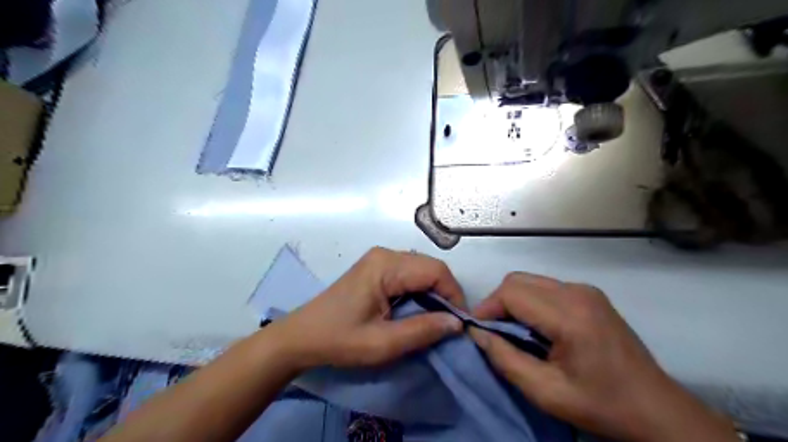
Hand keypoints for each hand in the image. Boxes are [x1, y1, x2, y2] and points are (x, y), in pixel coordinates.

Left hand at [267, 249, 466, 369]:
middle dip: (446, 294)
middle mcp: (385, 254)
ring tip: (436, 319)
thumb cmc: (339, 339)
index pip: (436, 271)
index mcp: (386, 266)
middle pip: (430, 267)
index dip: (454, 295)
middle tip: (449, 324)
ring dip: (434, 292)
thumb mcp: (382, 343)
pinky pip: (410, 273)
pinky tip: (418, 310)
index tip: (459, 323)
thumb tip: (457, 323)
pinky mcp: (377, 267)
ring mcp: (380, 258)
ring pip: (422, 269)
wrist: (302, 336)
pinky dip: (421, 291)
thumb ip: (422, 331)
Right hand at [467, 273, 739, 441]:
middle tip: (493, 332)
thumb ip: (505, 360)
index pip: (511, 292)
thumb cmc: (601, 405)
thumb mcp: (546, 392)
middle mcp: (577, 292)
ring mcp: (586, 290)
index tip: (478, 332)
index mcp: (570, 315)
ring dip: (513, 301)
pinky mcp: (590, 294)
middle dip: (497, 303)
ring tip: (512, 331)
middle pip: (517, 281)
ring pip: (530, 281)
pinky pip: (546, 287)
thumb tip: (477, 334)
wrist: (656, 409)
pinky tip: (536, 327)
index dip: (487, 308)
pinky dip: (530, 301)